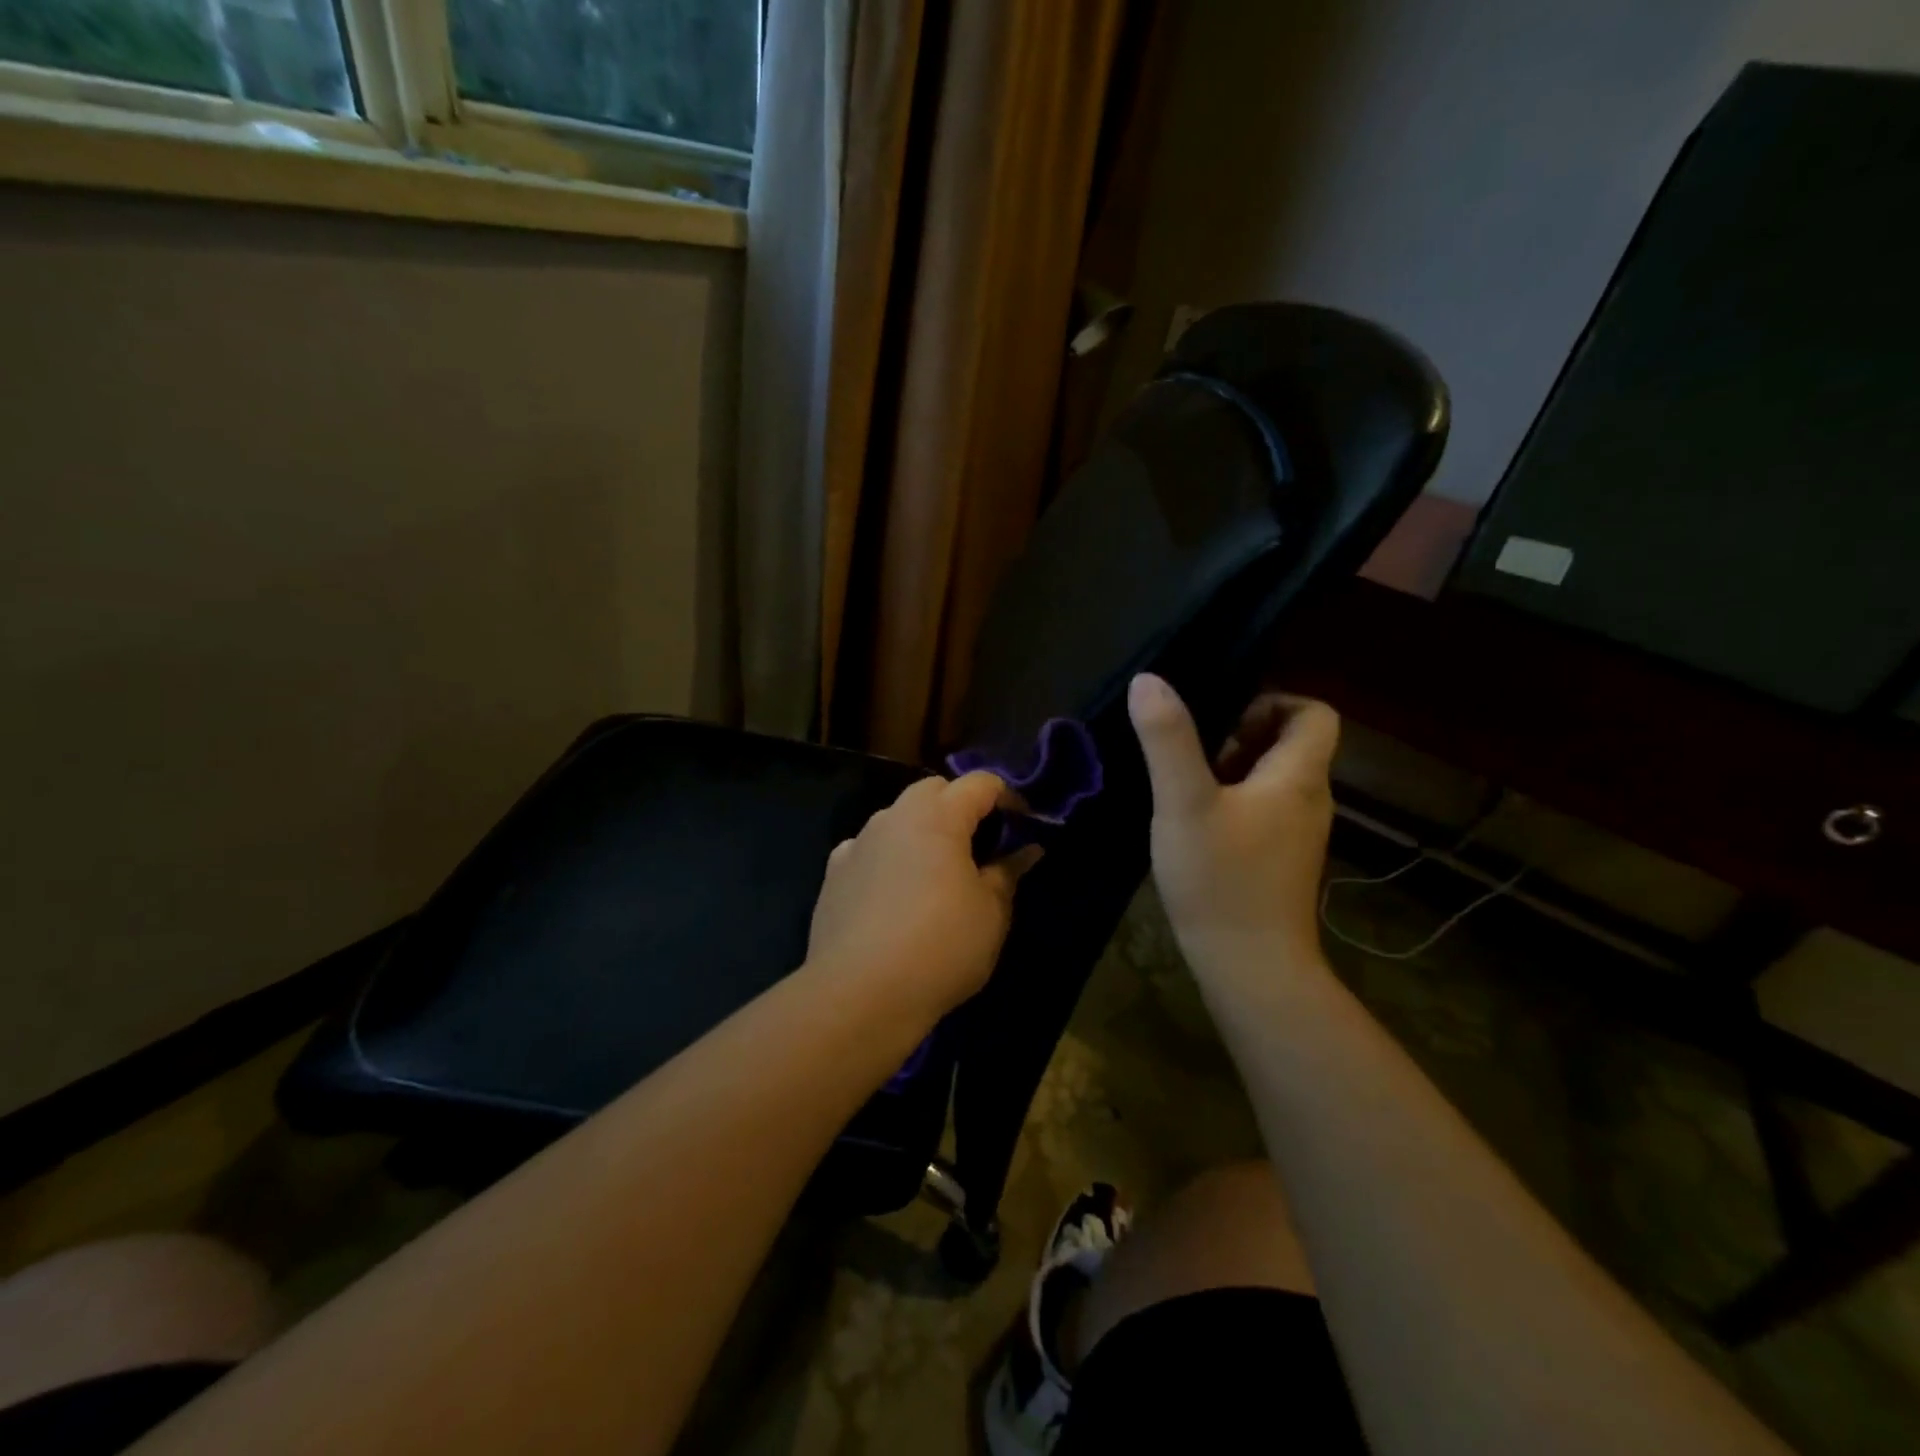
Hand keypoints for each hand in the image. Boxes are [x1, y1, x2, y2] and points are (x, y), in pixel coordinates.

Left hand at [805, 773, 1042, 1030]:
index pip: (980, 784)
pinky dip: (888, 858)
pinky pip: (868, 850)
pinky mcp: (833, 874)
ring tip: (937, 871)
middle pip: (933, 791)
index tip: (1024, 823)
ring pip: (897, 818)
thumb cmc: (941, 947)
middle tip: (981, 843)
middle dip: (960, 805)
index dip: (1008, 796)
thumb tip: (1027, 850)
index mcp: (938, 817)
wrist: (861, 993)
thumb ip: (1008, 873)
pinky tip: (894, 892)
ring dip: (921, 831)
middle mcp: (894, 817)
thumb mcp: (991, 913)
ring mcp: (858, 843)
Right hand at [1127, 673, 1339, 972]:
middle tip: (1193, 756)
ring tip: (1185, 788)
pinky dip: (1232, 803)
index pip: (1315, 714)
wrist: (1251, 968)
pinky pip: (1262, 811)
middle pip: (1290, 744)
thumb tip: (1149, 680)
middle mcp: (1309, 801)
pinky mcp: (1280, 862)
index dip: (1273, 702)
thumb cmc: (1221, 879)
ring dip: (1231, 771)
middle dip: (1240, 736)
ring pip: (1272, 780)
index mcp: (1299, 777)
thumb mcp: (1184, 802)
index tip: (1223, 719)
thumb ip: (1167, 739)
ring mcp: (1297, 835)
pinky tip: (1193, 825)